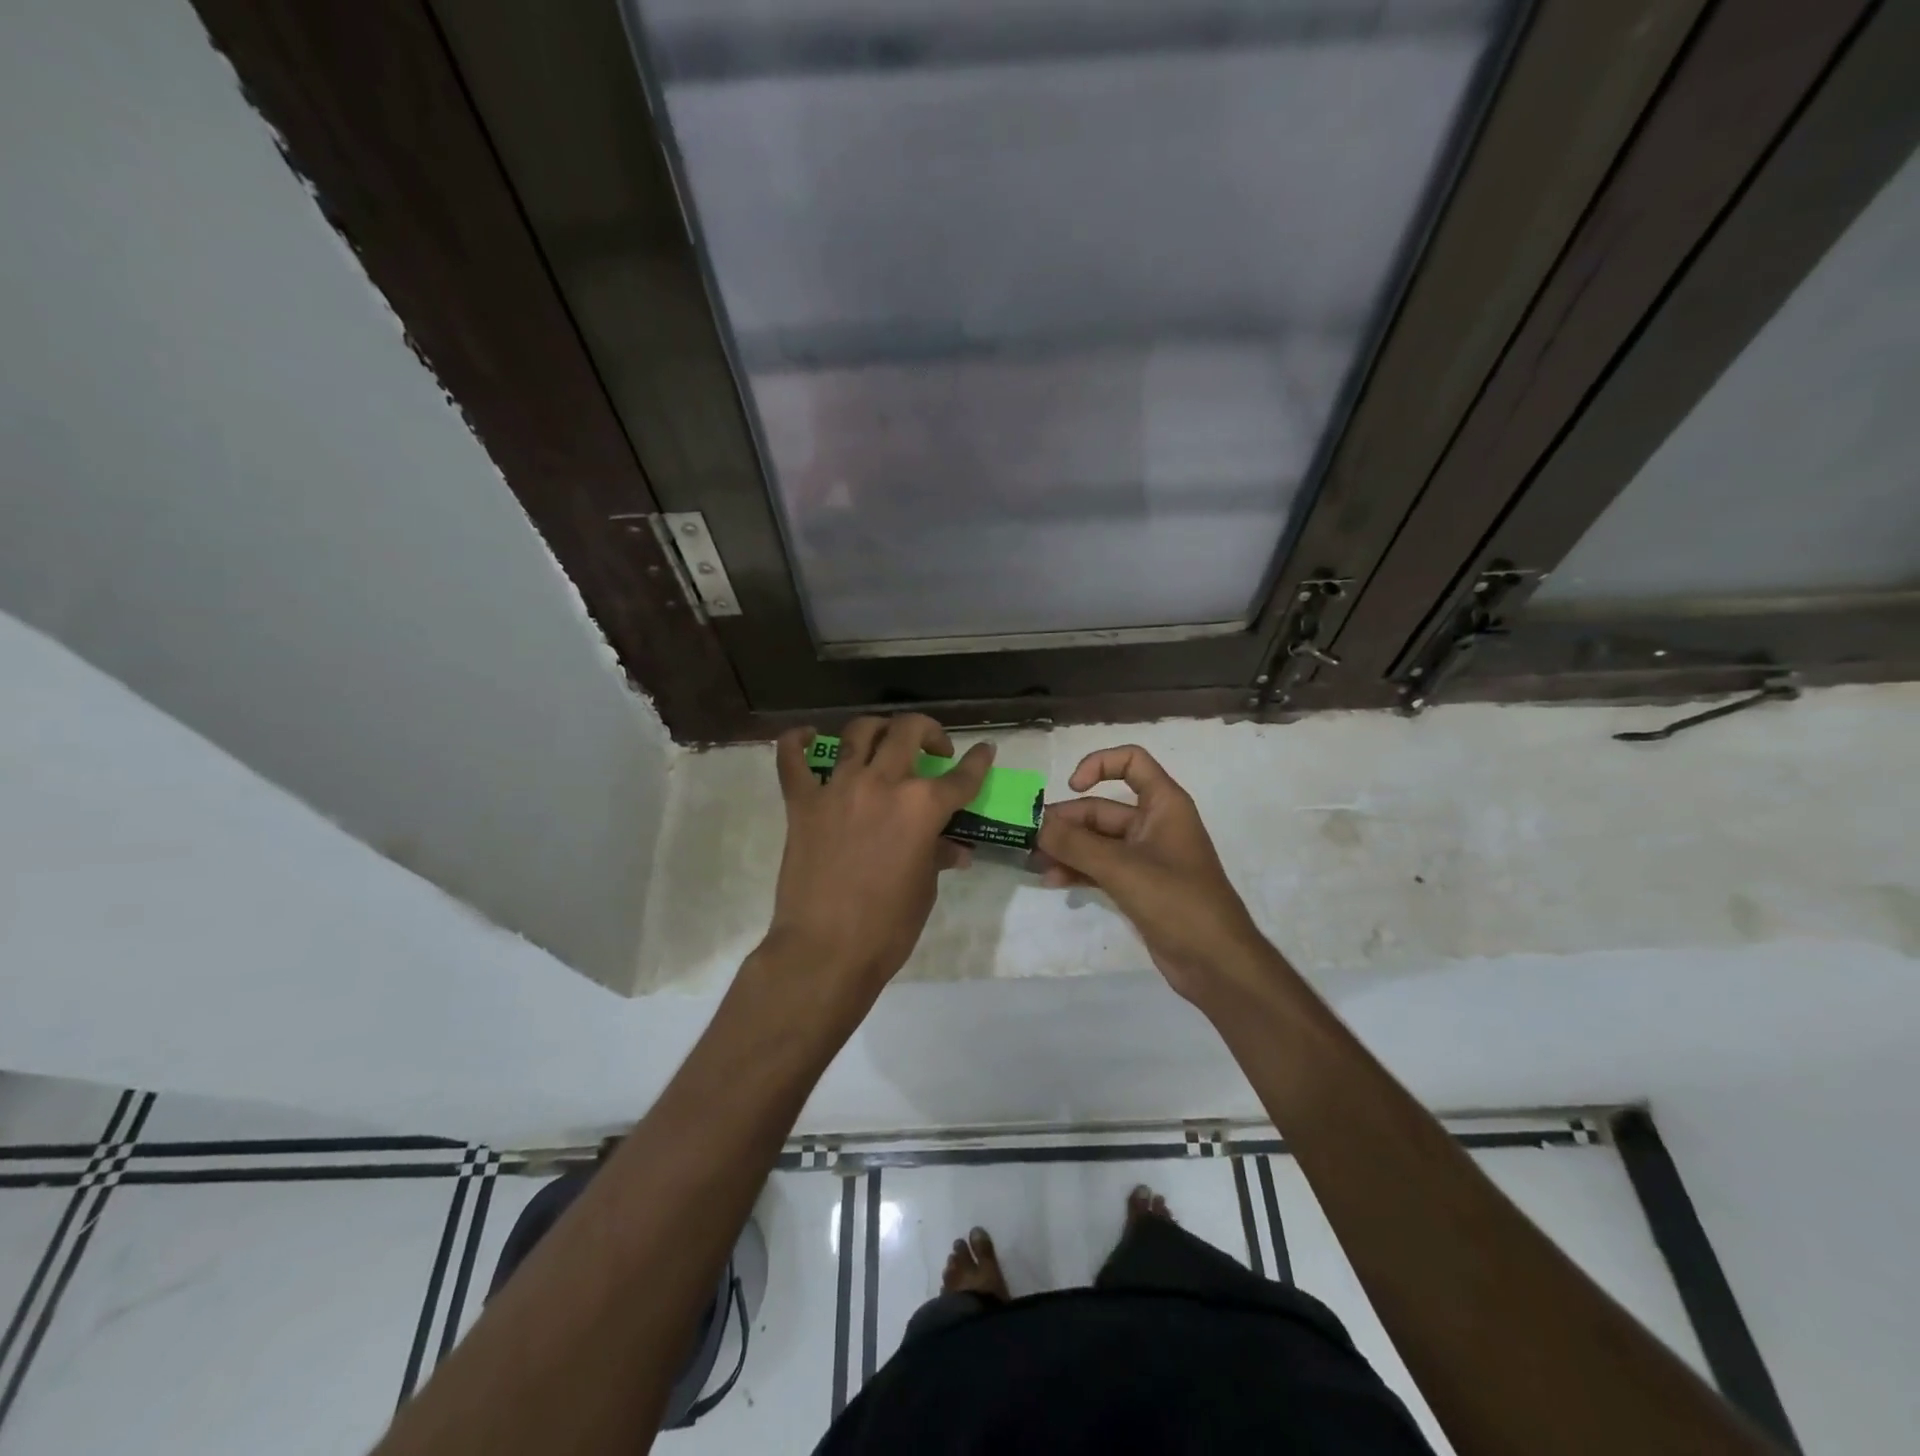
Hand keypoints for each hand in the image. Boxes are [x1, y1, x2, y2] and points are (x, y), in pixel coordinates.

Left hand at [762, 715, 992, 1014]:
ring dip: (877, 729)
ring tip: (884, 739)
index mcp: (921, 807)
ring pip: (858, 733)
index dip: (979, 762)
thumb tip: (953, 848)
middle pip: (908, 732)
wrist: (825, 950)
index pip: (961, 777)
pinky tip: (808, 735)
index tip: (985, 750)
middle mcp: (882, 784)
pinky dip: (797, 741)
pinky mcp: (802, 802)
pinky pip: (792, 760)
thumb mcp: (924, 889)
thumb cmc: (888, 927)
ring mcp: (837, 788)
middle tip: (933, 749)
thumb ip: (937, 855)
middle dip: (929, 731)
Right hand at [1035, 745, 1271, 1005]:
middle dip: (1067, 822)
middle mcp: (1154, 824)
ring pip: (1097, 840)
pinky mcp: (1138, 886)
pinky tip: (1053, 882)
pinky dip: (1078, 870)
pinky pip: (1101, 867)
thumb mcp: (1122, 868)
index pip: (1131, 762)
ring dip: (1068, 849)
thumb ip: (1076, 844)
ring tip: (1035, 864)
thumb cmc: (1177, 902)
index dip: (1099, 764)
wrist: (1216, 963)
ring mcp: (1145, 857)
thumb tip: (1037, 825)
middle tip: (1031, 839)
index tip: (1071, 787)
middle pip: (1103, 808)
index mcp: (1163, 804)